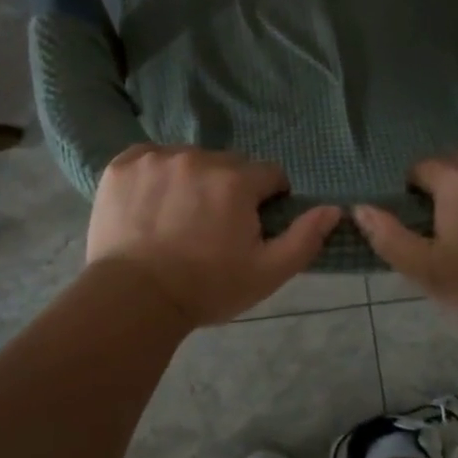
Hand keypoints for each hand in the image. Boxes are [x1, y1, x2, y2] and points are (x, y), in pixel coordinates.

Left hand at [86, 145, 341, 327]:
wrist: (133, 299)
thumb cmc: (206, 288)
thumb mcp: (267, 273)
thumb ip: (305, 238)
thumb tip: (334, 209)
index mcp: (236, 180)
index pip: (269, 174)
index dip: (266, 200)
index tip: (251, 226)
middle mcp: (198, 158)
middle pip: (228, 165)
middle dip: (229, 189)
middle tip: (212, 227)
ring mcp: (156, 158)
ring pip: (189, 159)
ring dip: (192, 179)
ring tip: (178, 217)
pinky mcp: (123, 165)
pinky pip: (150, 158)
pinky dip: (155, 175)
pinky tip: (151, 205)